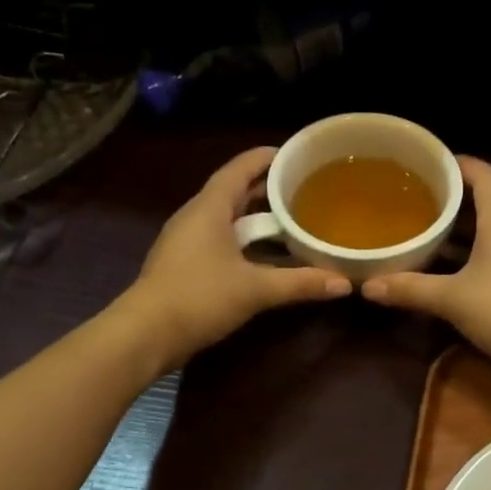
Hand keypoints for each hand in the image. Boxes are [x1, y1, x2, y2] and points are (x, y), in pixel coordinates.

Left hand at [120, 147, 351, 368]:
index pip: (239, 168)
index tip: (294, 155)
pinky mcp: (184, 265)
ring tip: (290, 221)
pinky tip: (265, 256)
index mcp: (209, 207)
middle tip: (302, 190)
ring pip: (226, 218)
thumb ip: (300, 283)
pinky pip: (220, 240)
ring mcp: (186, 241)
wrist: (146, 334)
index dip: (266, 158)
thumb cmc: (199, 297)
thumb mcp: (255, 289)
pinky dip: (244, 241)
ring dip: (256, 218)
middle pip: (233, 192)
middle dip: (266, 189)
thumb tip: (344, 284)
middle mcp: (195, 216)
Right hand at [362, 157, 490, 390]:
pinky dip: (471, 255)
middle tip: (424, 195)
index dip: (462, 164)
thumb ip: (411, 289)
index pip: (485, 177)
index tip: (432, 163)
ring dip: (465, 227)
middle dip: (459, 195)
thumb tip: (368, 286)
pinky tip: (448, 269)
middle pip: (490, 200)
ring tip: (429, 228)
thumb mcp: (453, 299)